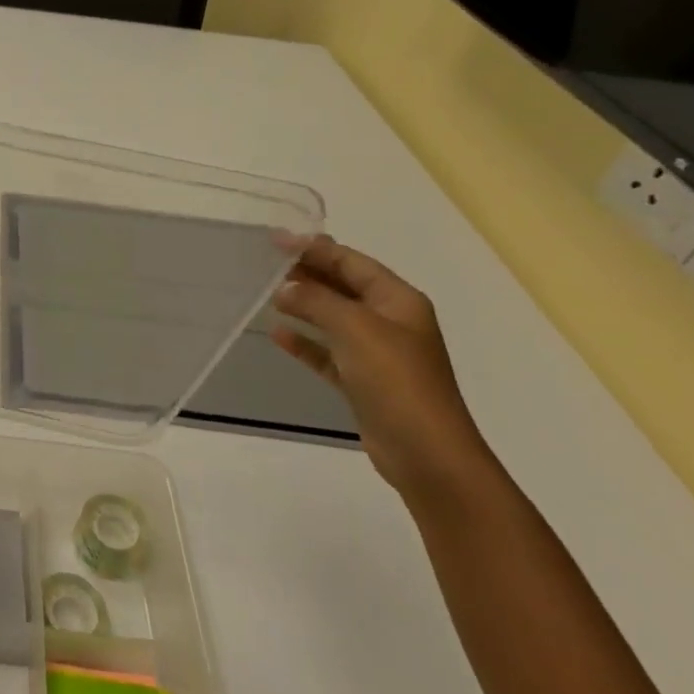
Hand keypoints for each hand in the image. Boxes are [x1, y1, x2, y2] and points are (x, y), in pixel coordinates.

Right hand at [271, 236, 495, 501]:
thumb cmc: (396, 379)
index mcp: (398, 300)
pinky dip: (306, 343)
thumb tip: (285, 288)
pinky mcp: (364, 382)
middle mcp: (390, 321)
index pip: (351, 261)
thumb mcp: (354, 327)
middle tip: (266, 264)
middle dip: (308, 274)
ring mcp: (378, 353)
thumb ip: (316, 300)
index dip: (315, 248)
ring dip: (304, 306)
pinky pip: (328, 352)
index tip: (276, 240)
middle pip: (343, 287)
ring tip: (267, 294)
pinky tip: (278, 335)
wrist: (427, 453)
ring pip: (333, 318)